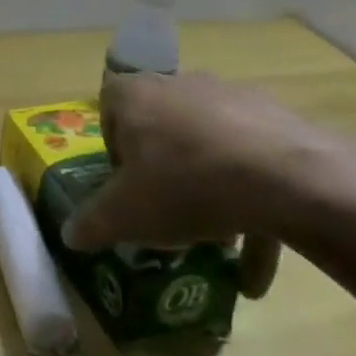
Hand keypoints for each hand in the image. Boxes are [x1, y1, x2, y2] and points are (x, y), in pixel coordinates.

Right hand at [62, 71, 345, 296]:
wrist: (286, 179)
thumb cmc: (184, 185)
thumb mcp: (125, 215)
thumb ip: (92, 224)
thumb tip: (69, 235)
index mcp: (136, 95)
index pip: (110, 106)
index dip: (112, 147)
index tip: (124, 184)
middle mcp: (181, 86)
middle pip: (162, 127)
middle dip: (164, 171)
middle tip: (167, 212)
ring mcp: (232, 99)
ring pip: (209, 147)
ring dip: (209, 191)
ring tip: (216, 241)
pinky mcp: (277, 121)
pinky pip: (253, 164)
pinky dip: (253, 208)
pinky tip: (257, 270)